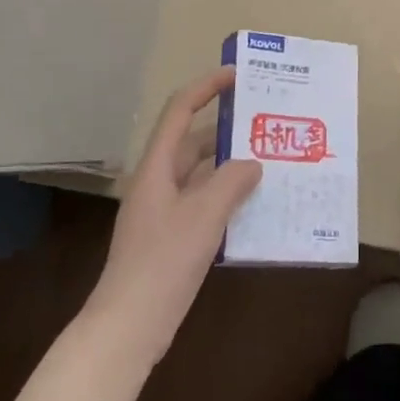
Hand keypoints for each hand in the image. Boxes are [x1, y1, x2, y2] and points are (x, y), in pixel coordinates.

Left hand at [83, 67, 261, 366]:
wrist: (129, 324)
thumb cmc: (163, 262)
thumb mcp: (203, 216)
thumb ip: (231, 182)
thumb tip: (252, 163)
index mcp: (156, 168)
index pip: (179, 112)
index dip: (205, 88)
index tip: (237, 76)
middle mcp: (158, 183)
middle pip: (192, 143)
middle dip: (227, 130)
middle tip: (266, 124)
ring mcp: (163, 212)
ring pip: (201, 176)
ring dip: (230, 167)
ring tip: (270, 161)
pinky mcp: (172, 238)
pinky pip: (203, 204)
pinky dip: (227, 198)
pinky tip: (255, 207)